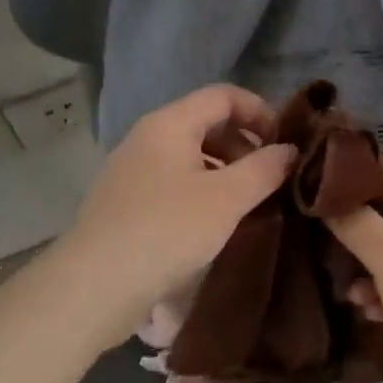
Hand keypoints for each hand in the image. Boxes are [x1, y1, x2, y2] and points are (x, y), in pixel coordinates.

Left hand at [51, 84, 295, 344]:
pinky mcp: (125, 202)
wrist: (93, 287)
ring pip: (190, 155)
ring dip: (225, 170)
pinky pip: (174, 181)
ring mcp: (132, 170)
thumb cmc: (166, 230)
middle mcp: (147, 137)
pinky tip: (215, 223)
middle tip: (270, 177)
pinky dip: (202, 191)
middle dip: (244, 144)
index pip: (223, 95)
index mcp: (170, 123)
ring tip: (248, 203)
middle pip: (206, 122)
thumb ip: (264, 169)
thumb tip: (289, 150)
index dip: (259, 111)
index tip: (285, 143)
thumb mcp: (226, 199)